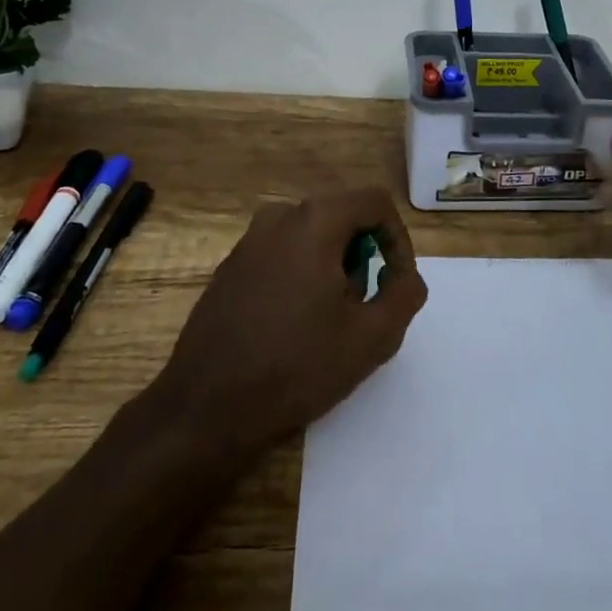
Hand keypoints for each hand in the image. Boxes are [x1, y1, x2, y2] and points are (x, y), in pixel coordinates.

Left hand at [157, 186, 428, 450]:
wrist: (206, 409)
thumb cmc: (296, 367)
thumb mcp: (372, 337)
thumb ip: (405, 295)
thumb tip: (405, 277)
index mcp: (314, 220)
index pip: (375, 202)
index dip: (398, 239)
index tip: (396, 284)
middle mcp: (279, 217)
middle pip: (342, 217)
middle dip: (363, 257)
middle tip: (364, 308)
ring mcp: (248, 241)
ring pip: (311, 237)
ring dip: (333, 268)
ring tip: (331, 322)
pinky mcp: (230, 268)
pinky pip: (282, 255)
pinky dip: (302, 277)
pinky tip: (294, 327)